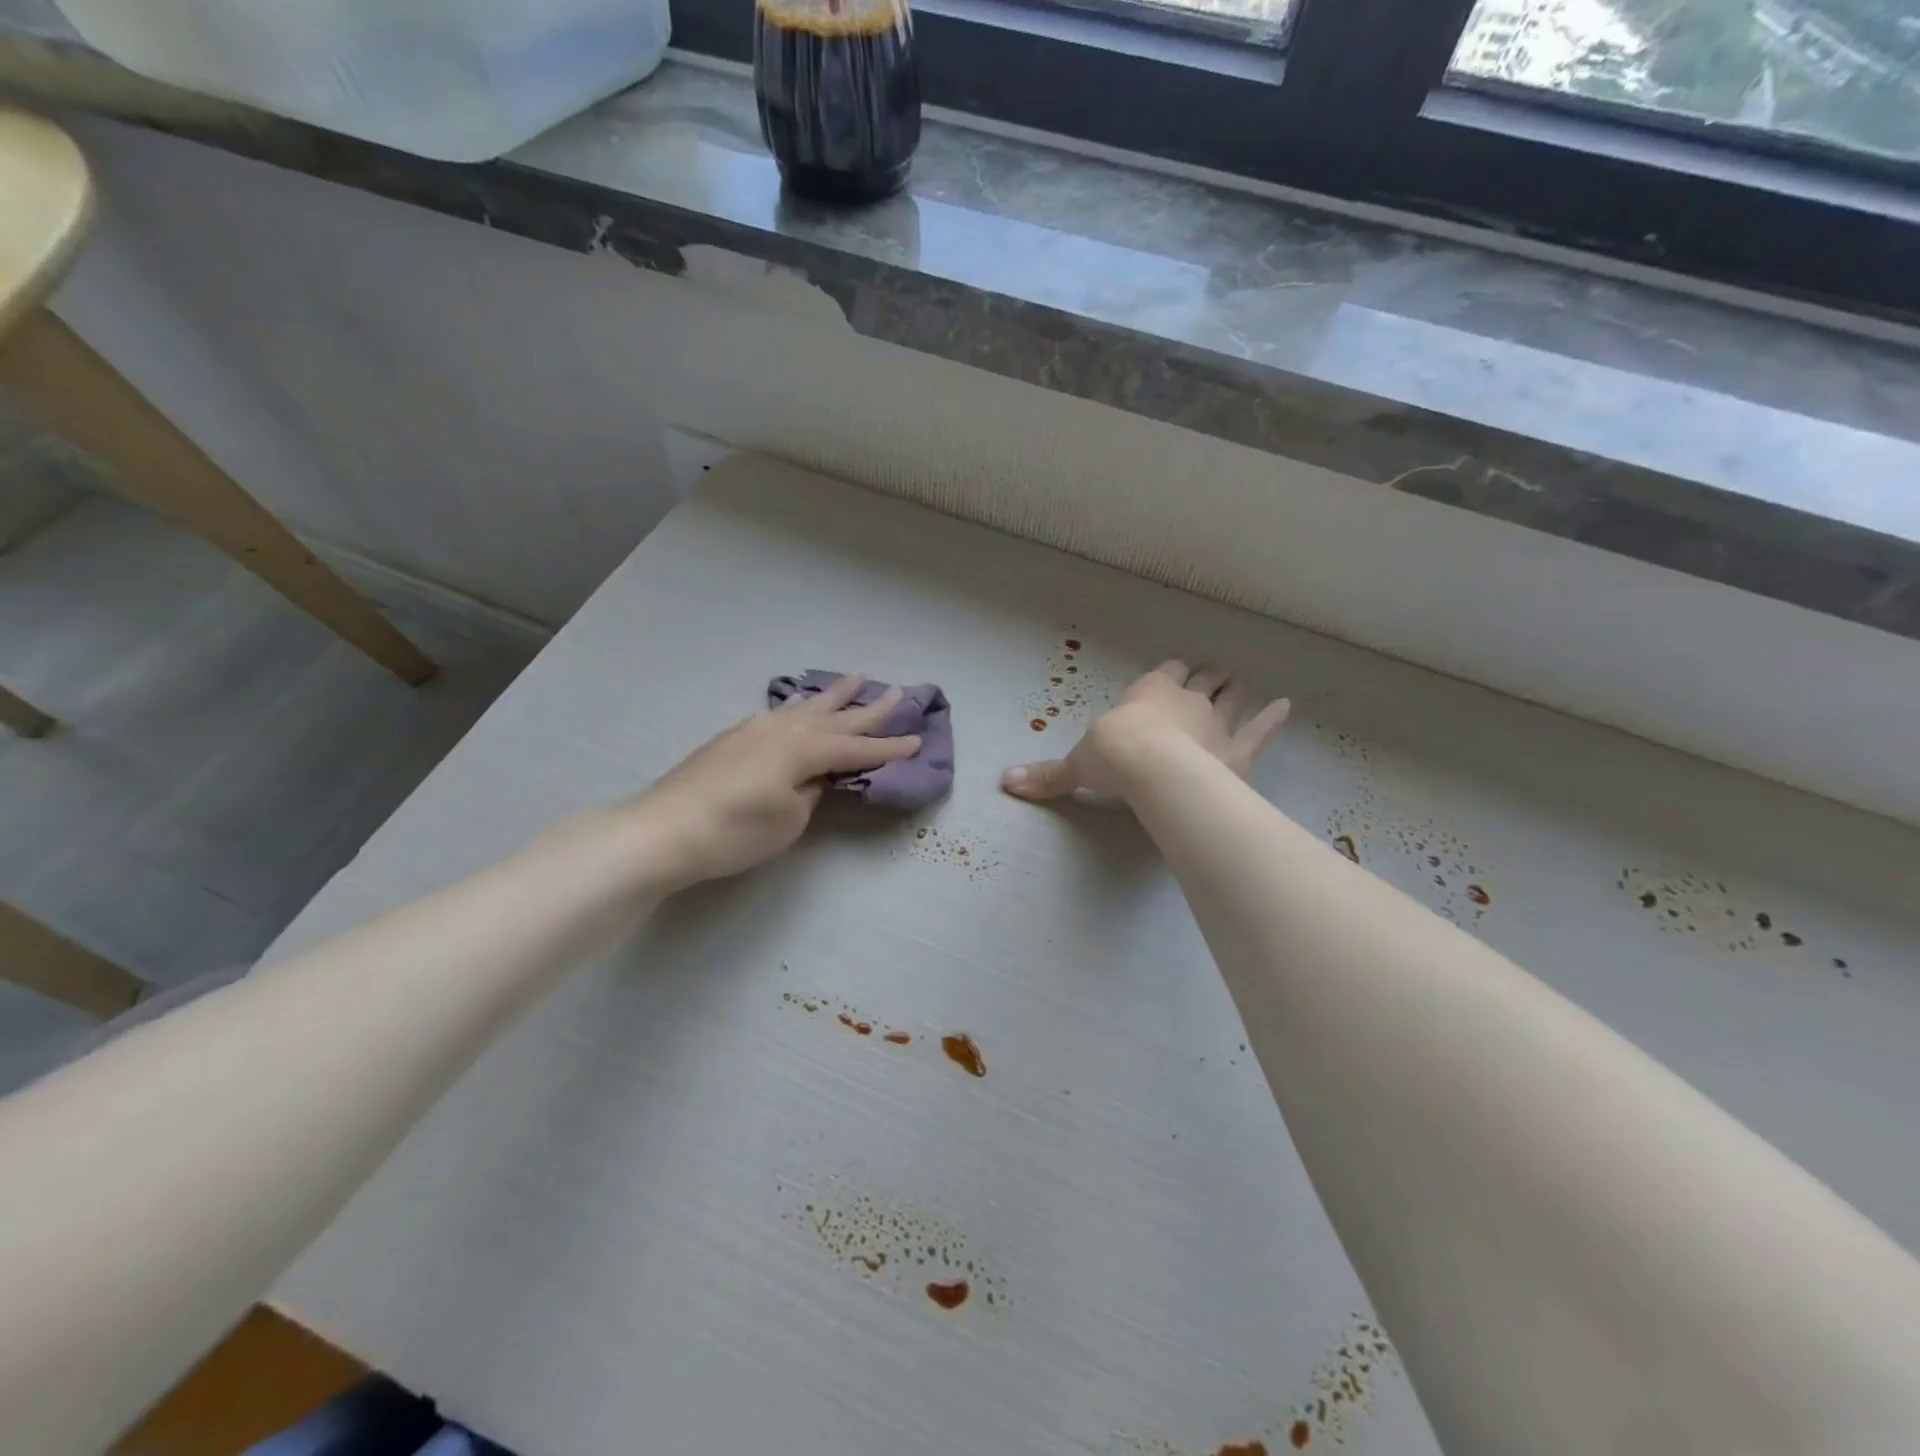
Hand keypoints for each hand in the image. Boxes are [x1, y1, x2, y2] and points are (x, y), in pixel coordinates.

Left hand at [629, 675, 921, 887]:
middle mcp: (783, 730)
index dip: (889, 747)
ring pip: (805, 707)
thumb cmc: (734, 831)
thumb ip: (811, 792)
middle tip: (898, 691)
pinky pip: (781, 713)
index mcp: (803, 750)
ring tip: (856, 679)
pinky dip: (800, 707)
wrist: (663, 829)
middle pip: (836, 717)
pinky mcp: (734, 738)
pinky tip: (799, 705)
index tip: (918, 740)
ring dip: (833, 696)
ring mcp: (755, 729)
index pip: (857, 748)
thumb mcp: (789, 820)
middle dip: (869, 708)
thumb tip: (817, 777)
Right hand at [1001, 660, 1287, 801]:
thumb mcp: (1075, 766)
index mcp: (1148, 691)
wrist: (1151, 769)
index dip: (1170, 673)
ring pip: (1230, 697)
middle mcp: (1186, 699)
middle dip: (1206, 677)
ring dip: (1234, 691)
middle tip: (1212, 675)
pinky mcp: (1238, 751)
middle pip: (1202, 680)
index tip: (1174, 672)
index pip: (1164, 673)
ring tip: (1240, 684)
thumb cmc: (1112, 756)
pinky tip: (1286, 707)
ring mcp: (1216, 722)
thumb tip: (1005, 783)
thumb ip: (1047, 776)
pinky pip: (1260, 731)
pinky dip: (1273, 719)